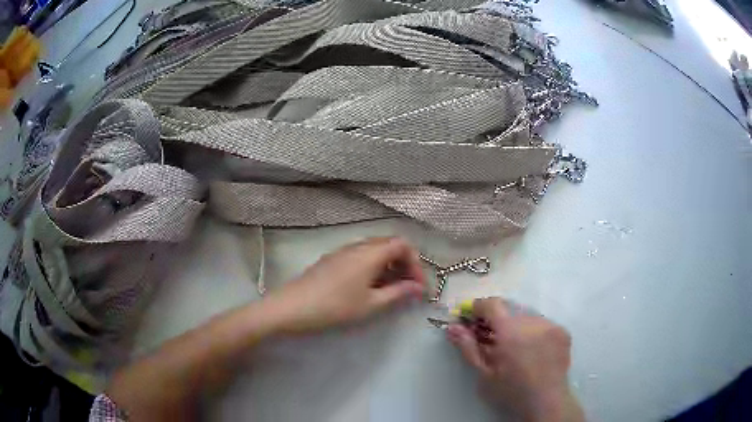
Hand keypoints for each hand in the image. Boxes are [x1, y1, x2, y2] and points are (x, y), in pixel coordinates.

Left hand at [267, 237, 425, 333]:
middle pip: (389, 245)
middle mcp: (358, 246)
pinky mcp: (333, 259)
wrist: (293, 307)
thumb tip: (418, 288)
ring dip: (388, 266)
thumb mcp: (371, 304)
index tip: (418, 286)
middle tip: (407, 287)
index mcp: (370, 253)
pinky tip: (369, 287)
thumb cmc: (336, 306)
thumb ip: (398, 293)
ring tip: (390, 290)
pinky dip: (373, 267)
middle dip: (404, 264)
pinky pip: (361, 256)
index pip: (403, 245)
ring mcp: (343, 251)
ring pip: (374, 251)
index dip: (416, 263)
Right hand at [448, 298, 583, 421]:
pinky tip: (532, 350)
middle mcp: (533, 322)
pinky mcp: (562, 330)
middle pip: (509, 310)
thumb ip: (468, 347)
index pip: (493, 304)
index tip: (471, 318)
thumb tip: (453, 328)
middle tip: (491, 339)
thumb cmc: (511, 390)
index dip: (479, 307)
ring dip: (516, 326)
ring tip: (515, 348)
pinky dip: (533, 331)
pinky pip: (542, 323)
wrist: (546, 400)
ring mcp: (551, 325)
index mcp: (511, 332)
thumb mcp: (485, 373)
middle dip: (497, 321)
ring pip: (527, 316)